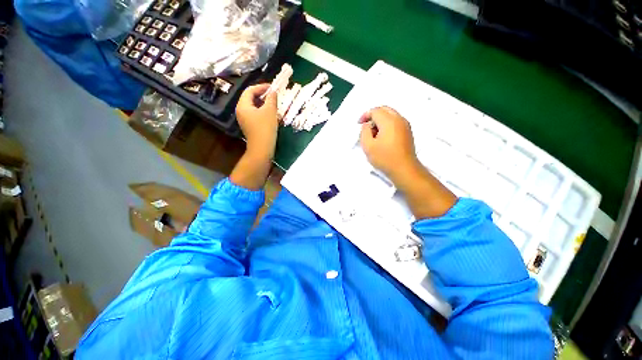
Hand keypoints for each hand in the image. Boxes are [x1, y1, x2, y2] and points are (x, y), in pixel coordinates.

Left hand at [236, 83, 278, 159]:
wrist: (262, 148)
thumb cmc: (265, 128)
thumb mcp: (270, 111)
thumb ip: (271, 99)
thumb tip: (273, 91)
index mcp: (243, 105)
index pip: (250, 90)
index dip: (261, 87)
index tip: (272, 87)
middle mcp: (241, 111)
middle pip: (250, 98)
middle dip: (262, 95)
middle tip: (273, 94)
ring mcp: (244, 119)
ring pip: (253, 106)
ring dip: (263, 103)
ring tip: (273, 103)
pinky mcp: (249, 126)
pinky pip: (255, 114)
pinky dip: (262, 110)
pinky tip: (270, 113)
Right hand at [359, 106, 418, 180]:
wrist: (404, 169)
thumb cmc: (385, 158)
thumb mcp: (368, 146)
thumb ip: (364, 132)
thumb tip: (367, 125)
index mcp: (389, 121)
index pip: (375, 111)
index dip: (365, 115)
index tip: (359, 124)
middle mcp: (399, 119)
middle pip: (384, 109)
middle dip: (373, 115)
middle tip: (366, 126)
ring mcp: (405, 125)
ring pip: (391, 115)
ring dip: (380, 120)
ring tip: (373, 133)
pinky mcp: (408, 132)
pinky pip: (396, 121)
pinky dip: (387, 124)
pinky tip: (383, 136)